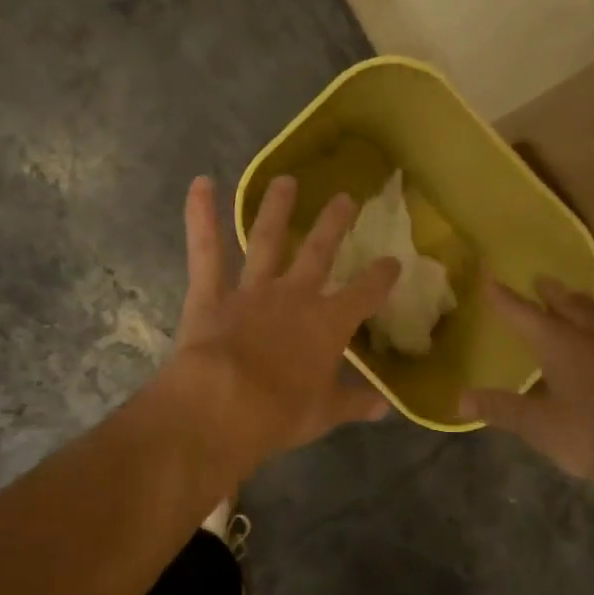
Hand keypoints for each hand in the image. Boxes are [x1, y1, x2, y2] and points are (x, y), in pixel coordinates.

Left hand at [169, 174, 399, 471]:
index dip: (381, 277)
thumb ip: (354, 403)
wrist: (223, 407)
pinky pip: (205, 251)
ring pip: (266, 240)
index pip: (364, 294)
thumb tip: (384, 407)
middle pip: (319, 252)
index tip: (393, 262)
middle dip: (335, 225)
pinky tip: (200, 184)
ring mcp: (251, 290)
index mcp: (328, 324)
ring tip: (285, 180)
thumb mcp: (324, 414)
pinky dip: (201, 216)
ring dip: (276, 209)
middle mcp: (294, 297)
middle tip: (346, 197)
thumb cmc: (281, 414)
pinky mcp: (211, 294)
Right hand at [460, 276, 593, 497]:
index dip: (502, 296)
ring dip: (581, 305)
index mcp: (560, 343)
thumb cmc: (591, 435)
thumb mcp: (538, 425)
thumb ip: (500, 408)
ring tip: (575, 303)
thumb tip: (459, 400)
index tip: (487, 275)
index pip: (523, 313)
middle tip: (540, 281)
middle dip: (550, 293)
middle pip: (568, 304)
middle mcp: (592, 334)